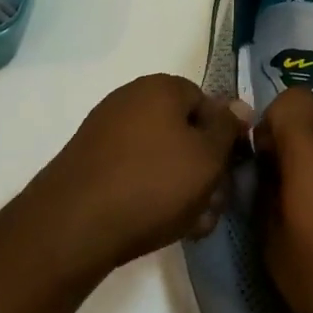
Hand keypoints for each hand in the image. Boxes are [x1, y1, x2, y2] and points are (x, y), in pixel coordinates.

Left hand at [26, 74, 251, 277]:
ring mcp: (107, 130)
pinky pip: (135, 171)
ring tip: (191, 225)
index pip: (207, 102)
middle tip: (213, 206)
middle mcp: (131, 99)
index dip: (224, 138)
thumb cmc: (153, 183)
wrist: (74, 223)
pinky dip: (152, 193)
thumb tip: (238, 106)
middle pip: (184, 131)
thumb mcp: (207, 157)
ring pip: (162, 157)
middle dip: (204, 169)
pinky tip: (161, 224)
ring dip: (182, 188)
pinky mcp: (91, 161)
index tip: (231, 172)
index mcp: (161, 88)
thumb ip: (227, 129)